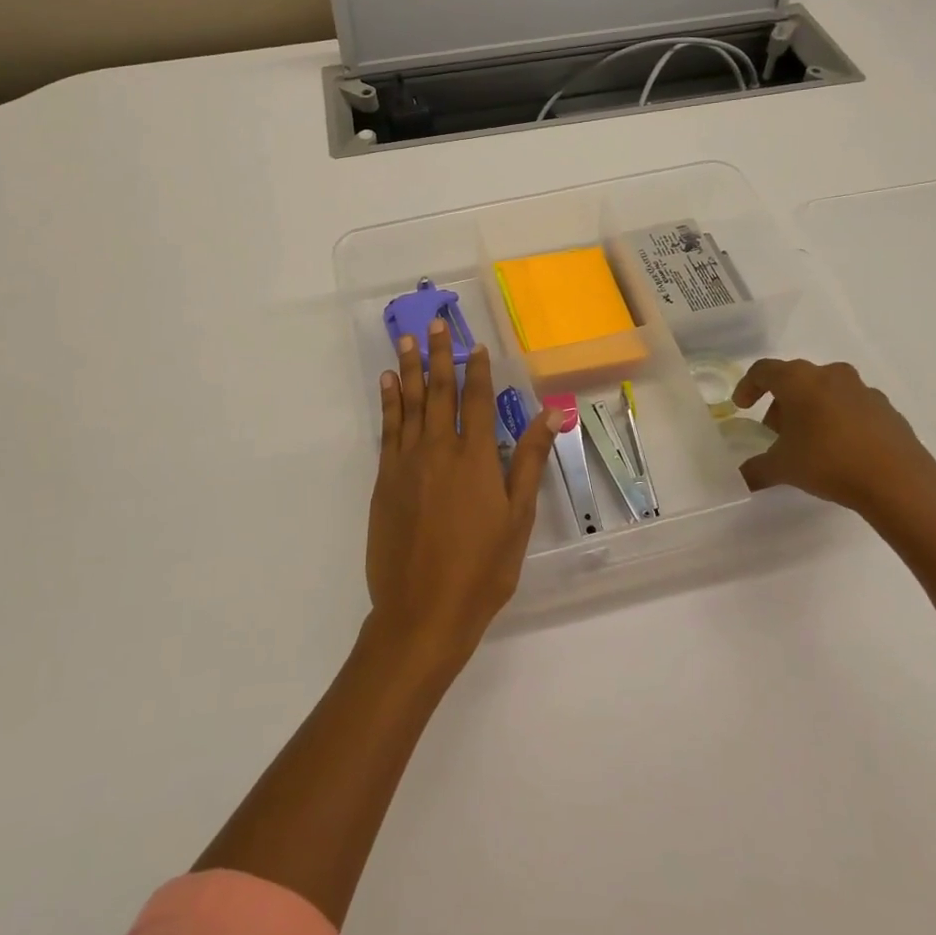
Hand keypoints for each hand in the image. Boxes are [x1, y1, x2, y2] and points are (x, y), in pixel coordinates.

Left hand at [366, 319, 560, 669]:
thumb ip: (529, 461)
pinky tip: (387, 384)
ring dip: (408, 369)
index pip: (478, 400)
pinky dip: (388, 403)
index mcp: (476, 457)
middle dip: (438, 355)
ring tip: (405, 339)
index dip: (477, 370)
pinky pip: (387, 429)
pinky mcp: (385, 480)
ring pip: (409, 404)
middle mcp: (439, 449)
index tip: (476, 345)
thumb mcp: (518, 517)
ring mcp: (407, 463)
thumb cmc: (481, 569)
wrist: (422, 611)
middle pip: (440, 392)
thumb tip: (550, 413)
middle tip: (434, 323)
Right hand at [731, 358, 935, 541]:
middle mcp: (830, 375)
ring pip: (825, 391)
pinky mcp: (886, 408)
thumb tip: (741, 477)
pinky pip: (851, 406)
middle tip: (775, 431)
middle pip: (795, 379)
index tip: (742, 407)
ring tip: (808, 442)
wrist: (899, 481)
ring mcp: (862, 389)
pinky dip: (838, 419)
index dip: (748, 387)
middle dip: (781, 403)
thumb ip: (756, 469)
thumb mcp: (783, 468)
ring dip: (811, 409)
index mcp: (799, 380)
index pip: (763, 371)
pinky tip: (839, 449)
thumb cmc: (828, 462)